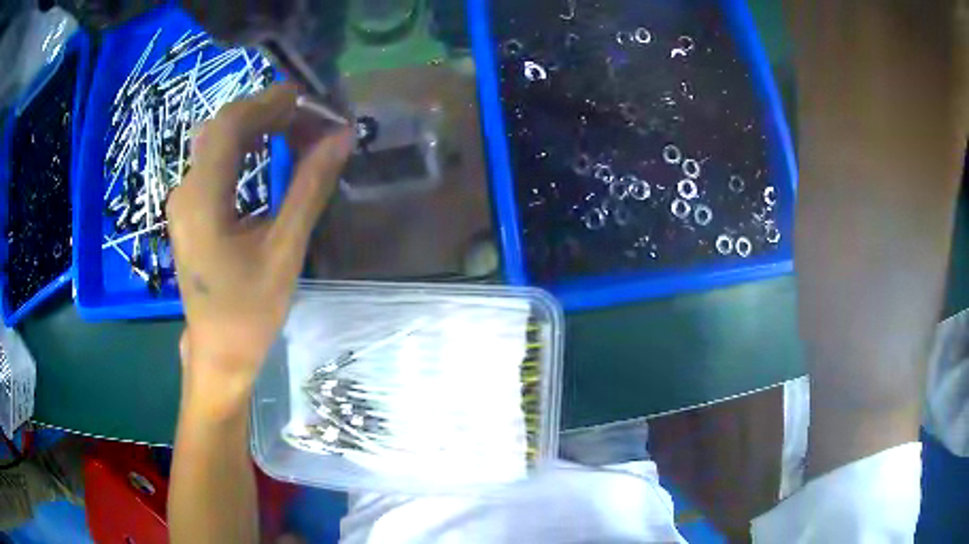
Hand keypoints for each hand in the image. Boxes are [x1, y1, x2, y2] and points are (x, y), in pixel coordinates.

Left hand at [166, 83, 352, 403]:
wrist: (219, 351)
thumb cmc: (250, 311)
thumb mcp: (284, 249)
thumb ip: (309, 187)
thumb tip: (341, 136)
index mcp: (202, 199)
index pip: (231, 124)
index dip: (271, 101)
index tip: (311, 99)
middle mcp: (186, 190)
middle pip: (223, 127)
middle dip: (267, 112)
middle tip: (310, 119)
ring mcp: (184, 199)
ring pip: (218, 141)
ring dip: (257, 128)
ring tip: (296, 132)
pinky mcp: (190, 209)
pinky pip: (215, 162)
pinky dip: (245, 148)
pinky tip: (268, 153)